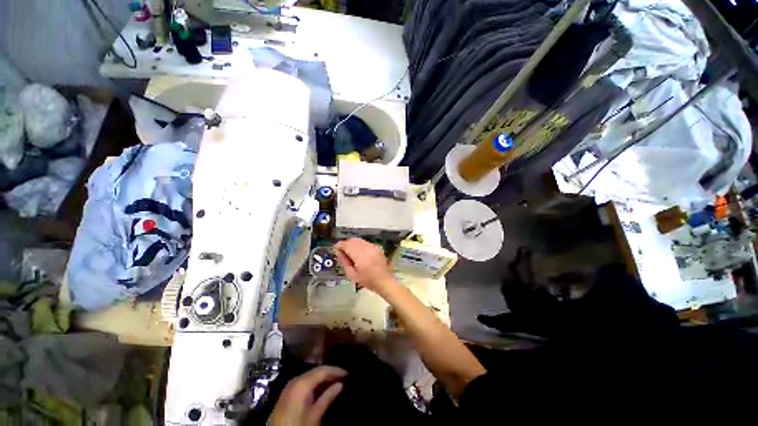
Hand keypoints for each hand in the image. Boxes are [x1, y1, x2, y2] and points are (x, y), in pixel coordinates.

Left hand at [271, 366, 346, 425]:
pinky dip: (315, 383)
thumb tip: (340, 384)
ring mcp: (290, 386)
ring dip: (323, 378)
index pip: (322, 370)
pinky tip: (322, 388)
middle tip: (343, 377)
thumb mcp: (314, 415)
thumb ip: (327, 398)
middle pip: (316, 371)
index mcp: (301, 383)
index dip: (336, 370)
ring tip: (335, 382)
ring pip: (310, 376)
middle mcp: (295, 380)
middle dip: (330, 373)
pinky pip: (304, 382)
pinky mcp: (288, 393)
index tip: (347, 373)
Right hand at [334, 238, 395, 294]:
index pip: (347, 245)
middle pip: (353, 241)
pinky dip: (359, 244)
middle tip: (342, 251)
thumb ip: (345, 262)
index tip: (336, 248)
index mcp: (361, 257)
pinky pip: (365, 242)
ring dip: (352, 243)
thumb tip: (339, 252)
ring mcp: (373, 247)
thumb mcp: (352, 275)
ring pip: (359, 240)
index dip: (340, 245)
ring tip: (349, 251)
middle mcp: (367, 249)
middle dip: (346, 244)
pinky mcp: (377, 247)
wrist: (384, 281)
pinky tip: (358, 252)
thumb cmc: (368, 281)